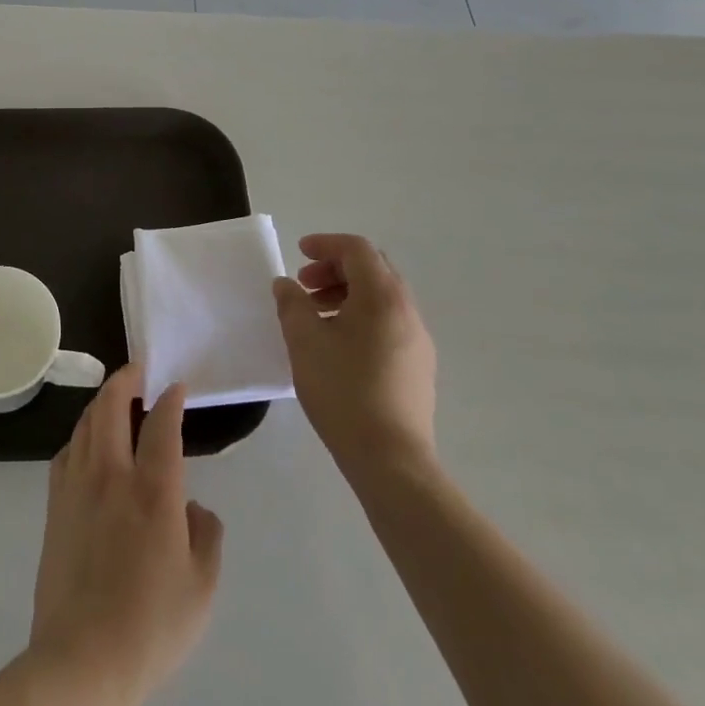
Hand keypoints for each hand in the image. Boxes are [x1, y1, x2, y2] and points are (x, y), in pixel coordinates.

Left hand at [29, 368, 223, 705]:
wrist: (82, 661)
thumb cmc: (151, 626)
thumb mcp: (202, 587)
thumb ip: (206, 535)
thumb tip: (193, 506)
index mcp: (153, 490)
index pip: (162, 425)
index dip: (171, 399)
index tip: (176, 386)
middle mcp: (112, 475)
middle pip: (111, 405)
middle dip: (126, 379)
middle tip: (139, 371)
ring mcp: (77, 486)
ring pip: (85, 422)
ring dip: (102, 402)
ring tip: (116, 400)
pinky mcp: (55, 505)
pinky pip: (67, 451)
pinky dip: (81, 435)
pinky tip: (88, 445)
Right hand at [274, 233, 437, 481]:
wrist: (391, 460)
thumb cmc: (344, 391)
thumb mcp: (305, 341)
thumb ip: (292, 304)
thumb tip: (286, 285)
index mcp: (382, 296)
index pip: (357, 249)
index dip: (325, 244)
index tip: (298, 254)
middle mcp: (407, 311)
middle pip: (373, 270)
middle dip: (335, 269)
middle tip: (304, 285)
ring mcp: (418, 340)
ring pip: (381, 298)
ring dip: (347, 294)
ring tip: (315, 317)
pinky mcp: (418, 367)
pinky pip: (388, 323)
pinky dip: (361, 317)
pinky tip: (337, 345)